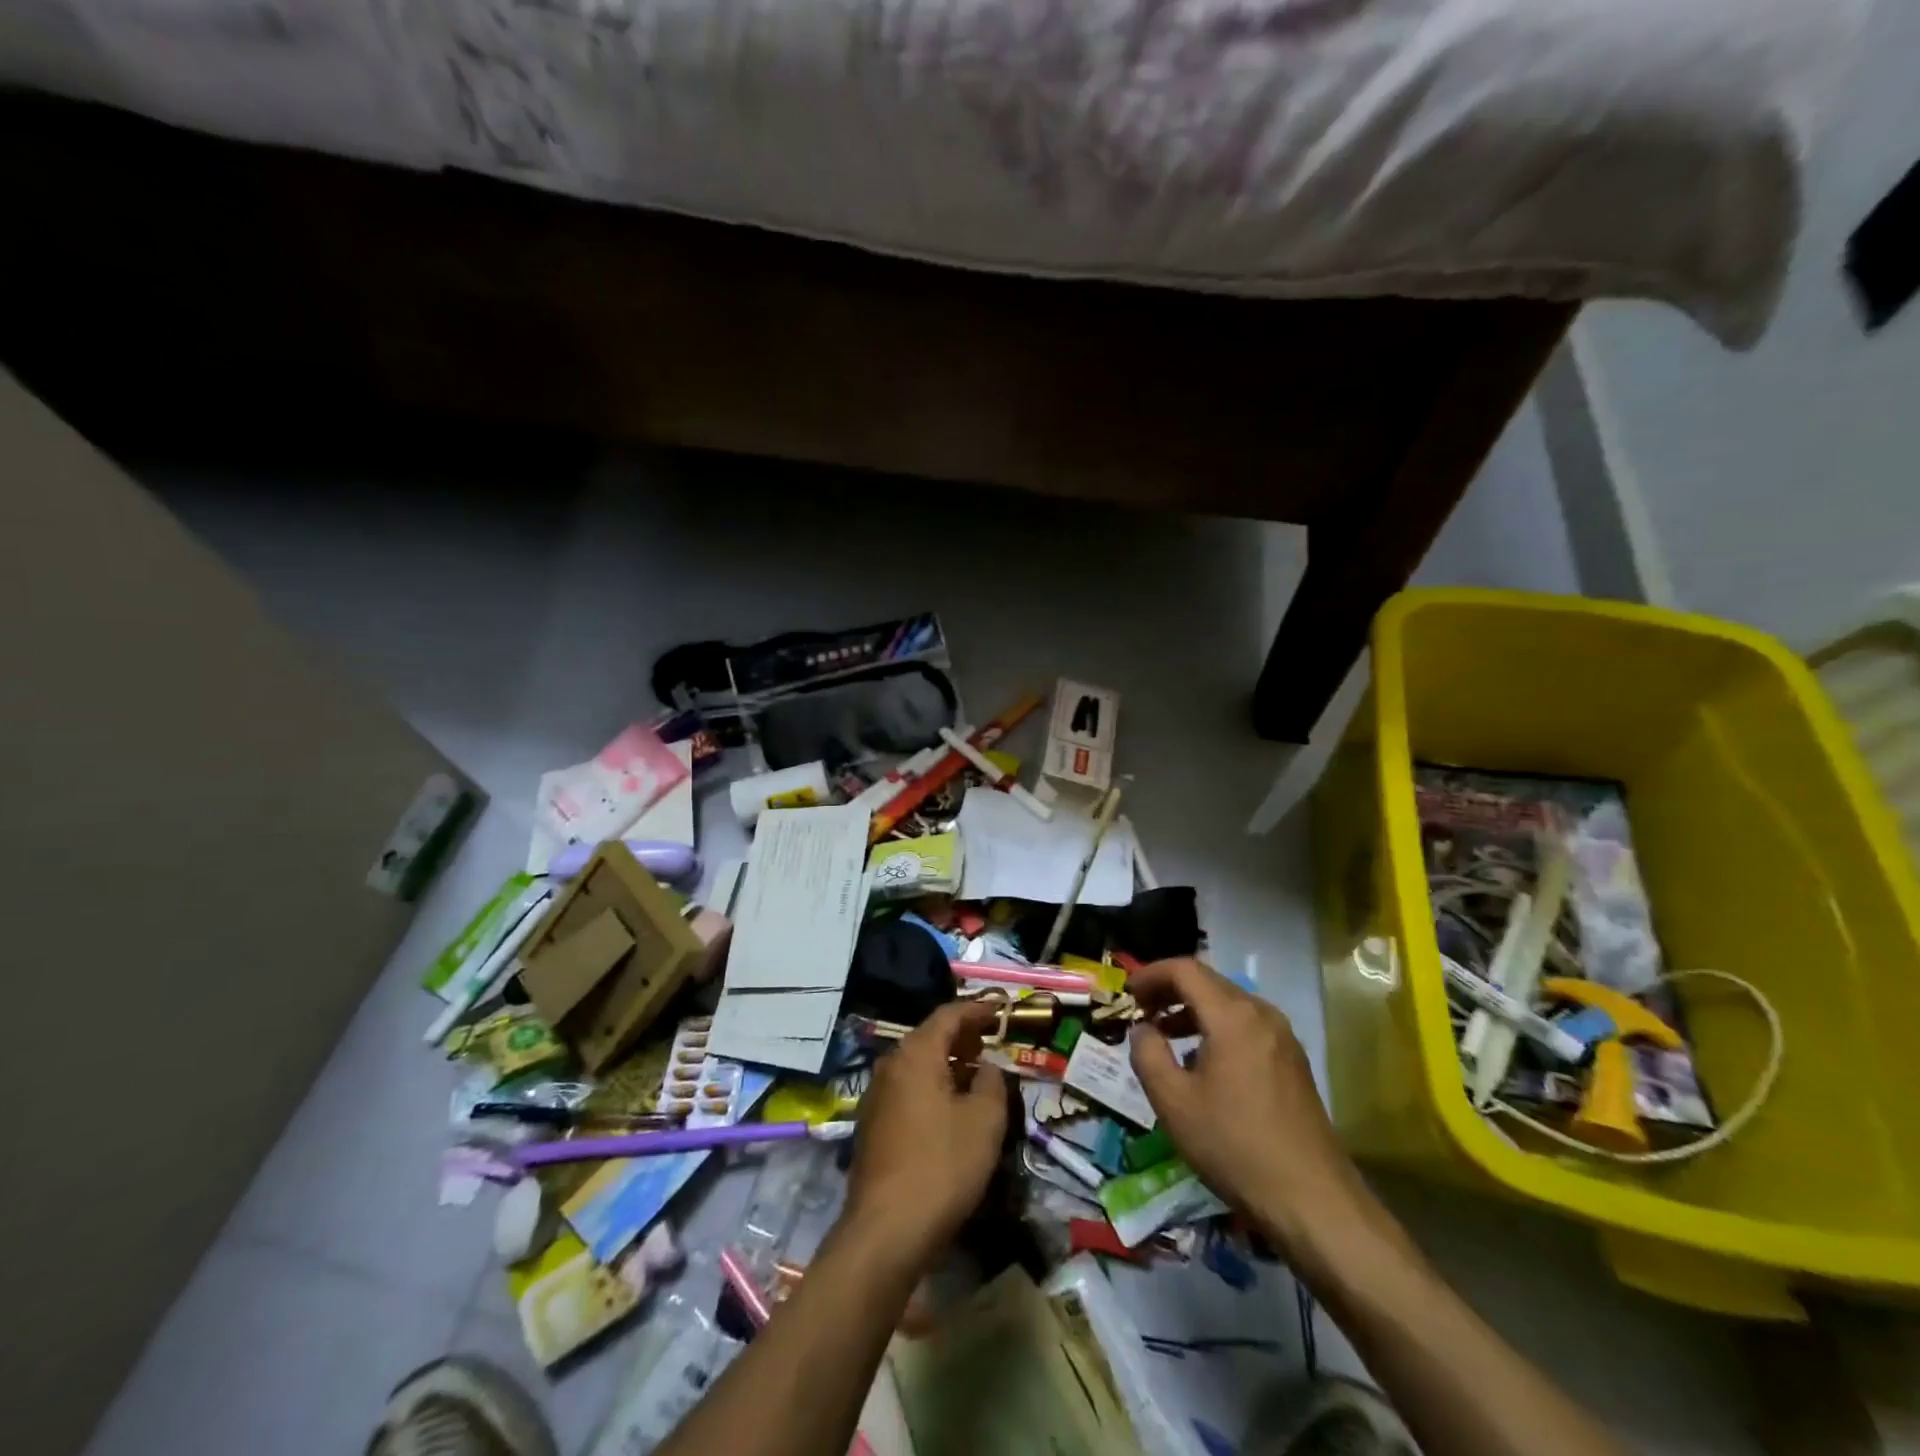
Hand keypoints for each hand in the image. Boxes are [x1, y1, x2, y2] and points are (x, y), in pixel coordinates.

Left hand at [842, 1000, 1008, 1268]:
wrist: (886, 1231)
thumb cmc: (942, 1166)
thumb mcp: (984, 1121)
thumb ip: (991, 1082)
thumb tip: (986, 1067)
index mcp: (916, 1054)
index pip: (948, 1015)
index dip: (976, 1010)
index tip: (999, 1012)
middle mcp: (890, 1065)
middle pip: (929, 1037)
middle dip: (961, 1037)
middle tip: (989, 1043)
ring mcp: (876, 1096)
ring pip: (916, 1065)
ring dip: (946, 1063)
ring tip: (975, 1075)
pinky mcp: (871, 1125)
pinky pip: (907, 1089)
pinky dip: (931, 1086)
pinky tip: (949, 1109)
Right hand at [1127, 957, 1368, 1252]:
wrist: (1312, 1201)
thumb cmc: (1234, 1146)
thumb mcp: (1173, 1102)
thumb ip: (1147, 1054)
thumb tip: (1142, 1029)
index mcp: (1232, 1016)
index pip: (1185, 970)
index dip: (1151, 975)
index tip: (1127, 995)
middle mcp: (1261, 1014)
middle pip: (1208, 982)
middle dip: (1169, 991)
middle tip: (1140, 1012)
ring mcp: (1282, 1037)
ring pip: (1228, 1005)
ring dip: (1191, 1011)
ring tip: (1164, 1037)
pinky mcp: (1292, 1062)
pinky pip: (1246, 1027)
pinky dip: (1216, 1029)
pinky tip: (1201, 1064)